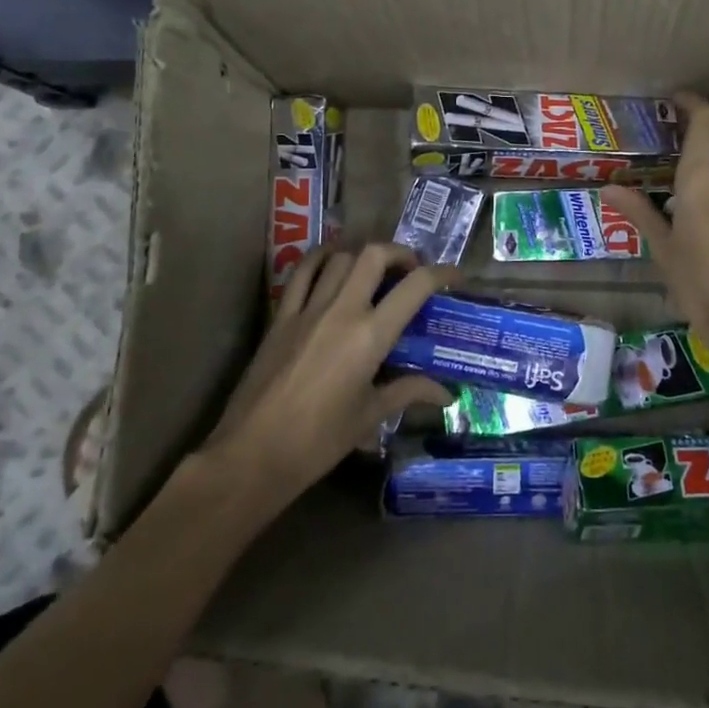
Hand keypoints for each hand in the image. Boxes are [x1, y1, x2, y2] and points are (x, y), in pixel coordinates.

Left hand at [208, 244, 454, 495]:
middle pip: (374, 255)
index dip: (441, 273)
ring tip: (375, 270)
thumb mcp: (370, 416)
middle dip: (400, 253)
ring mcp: (307, 309)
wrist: (253, 454)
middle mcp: (341, 310)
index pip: (415, 287)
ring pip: (339, 257)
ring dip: (363, 255)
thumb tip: (446, 394)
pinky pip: (302, 272)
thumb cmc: (319, 441)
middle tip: (411, 270)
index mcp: (370, 336)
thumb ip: (408, 392)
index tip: (455, 276)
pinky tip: (332, 264)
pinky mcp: (280, 316)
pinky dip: (321, 259)